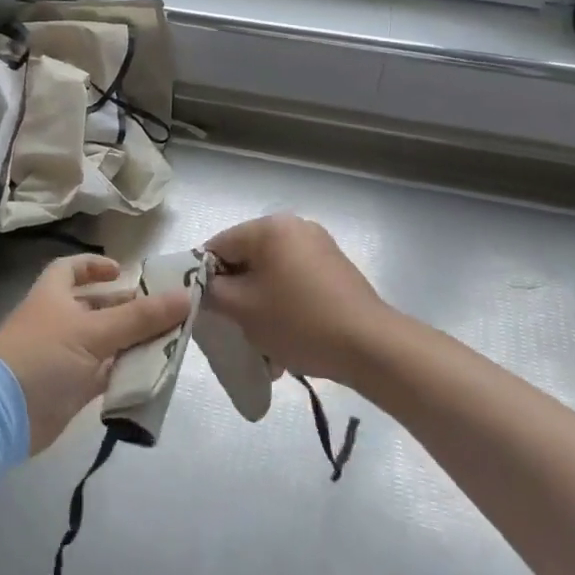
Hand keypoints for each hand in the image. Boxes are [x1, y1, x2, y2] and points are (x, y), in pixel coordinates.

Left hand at [0, 255, 190, 453]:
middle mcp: (58, 321)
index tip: (123, 271)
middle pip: (96, 307)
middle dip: (127, 308)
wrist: (2, 413)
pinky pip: (105, 374)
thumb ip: (140, 317)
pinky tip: (153, 373)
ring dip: (132, 342)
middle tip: (164, 312)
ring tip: (168, 342)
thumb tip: (185, 295)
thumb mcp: (94, 331)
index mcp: (54, 295)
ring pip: (105, 342)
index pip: (72, 269)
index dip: (95, 266)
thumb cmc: (44, 355)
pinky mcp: (70, 388)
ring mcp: (64, 356)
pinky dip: (126, 372)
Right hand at [204, 215, 392, 384]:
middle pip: (246, 259)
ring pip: (271, 275)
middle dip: (236, 295)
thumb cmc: (298, 321)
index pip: (218, 245)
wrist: (370, 346)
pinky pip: (294, 283)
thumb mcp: (242, 309)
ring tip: (262, 345)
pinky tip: (285, 341)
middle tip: (233, 328)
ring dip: (260, 306)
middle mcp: (295, 227)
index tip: (205, 309)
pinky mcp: (335, 270)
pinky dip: (284, 307)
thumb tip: (204, 287)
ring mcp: (319, 247)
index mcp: (269, 227)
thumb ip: (211, 292)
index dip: (204, 277)